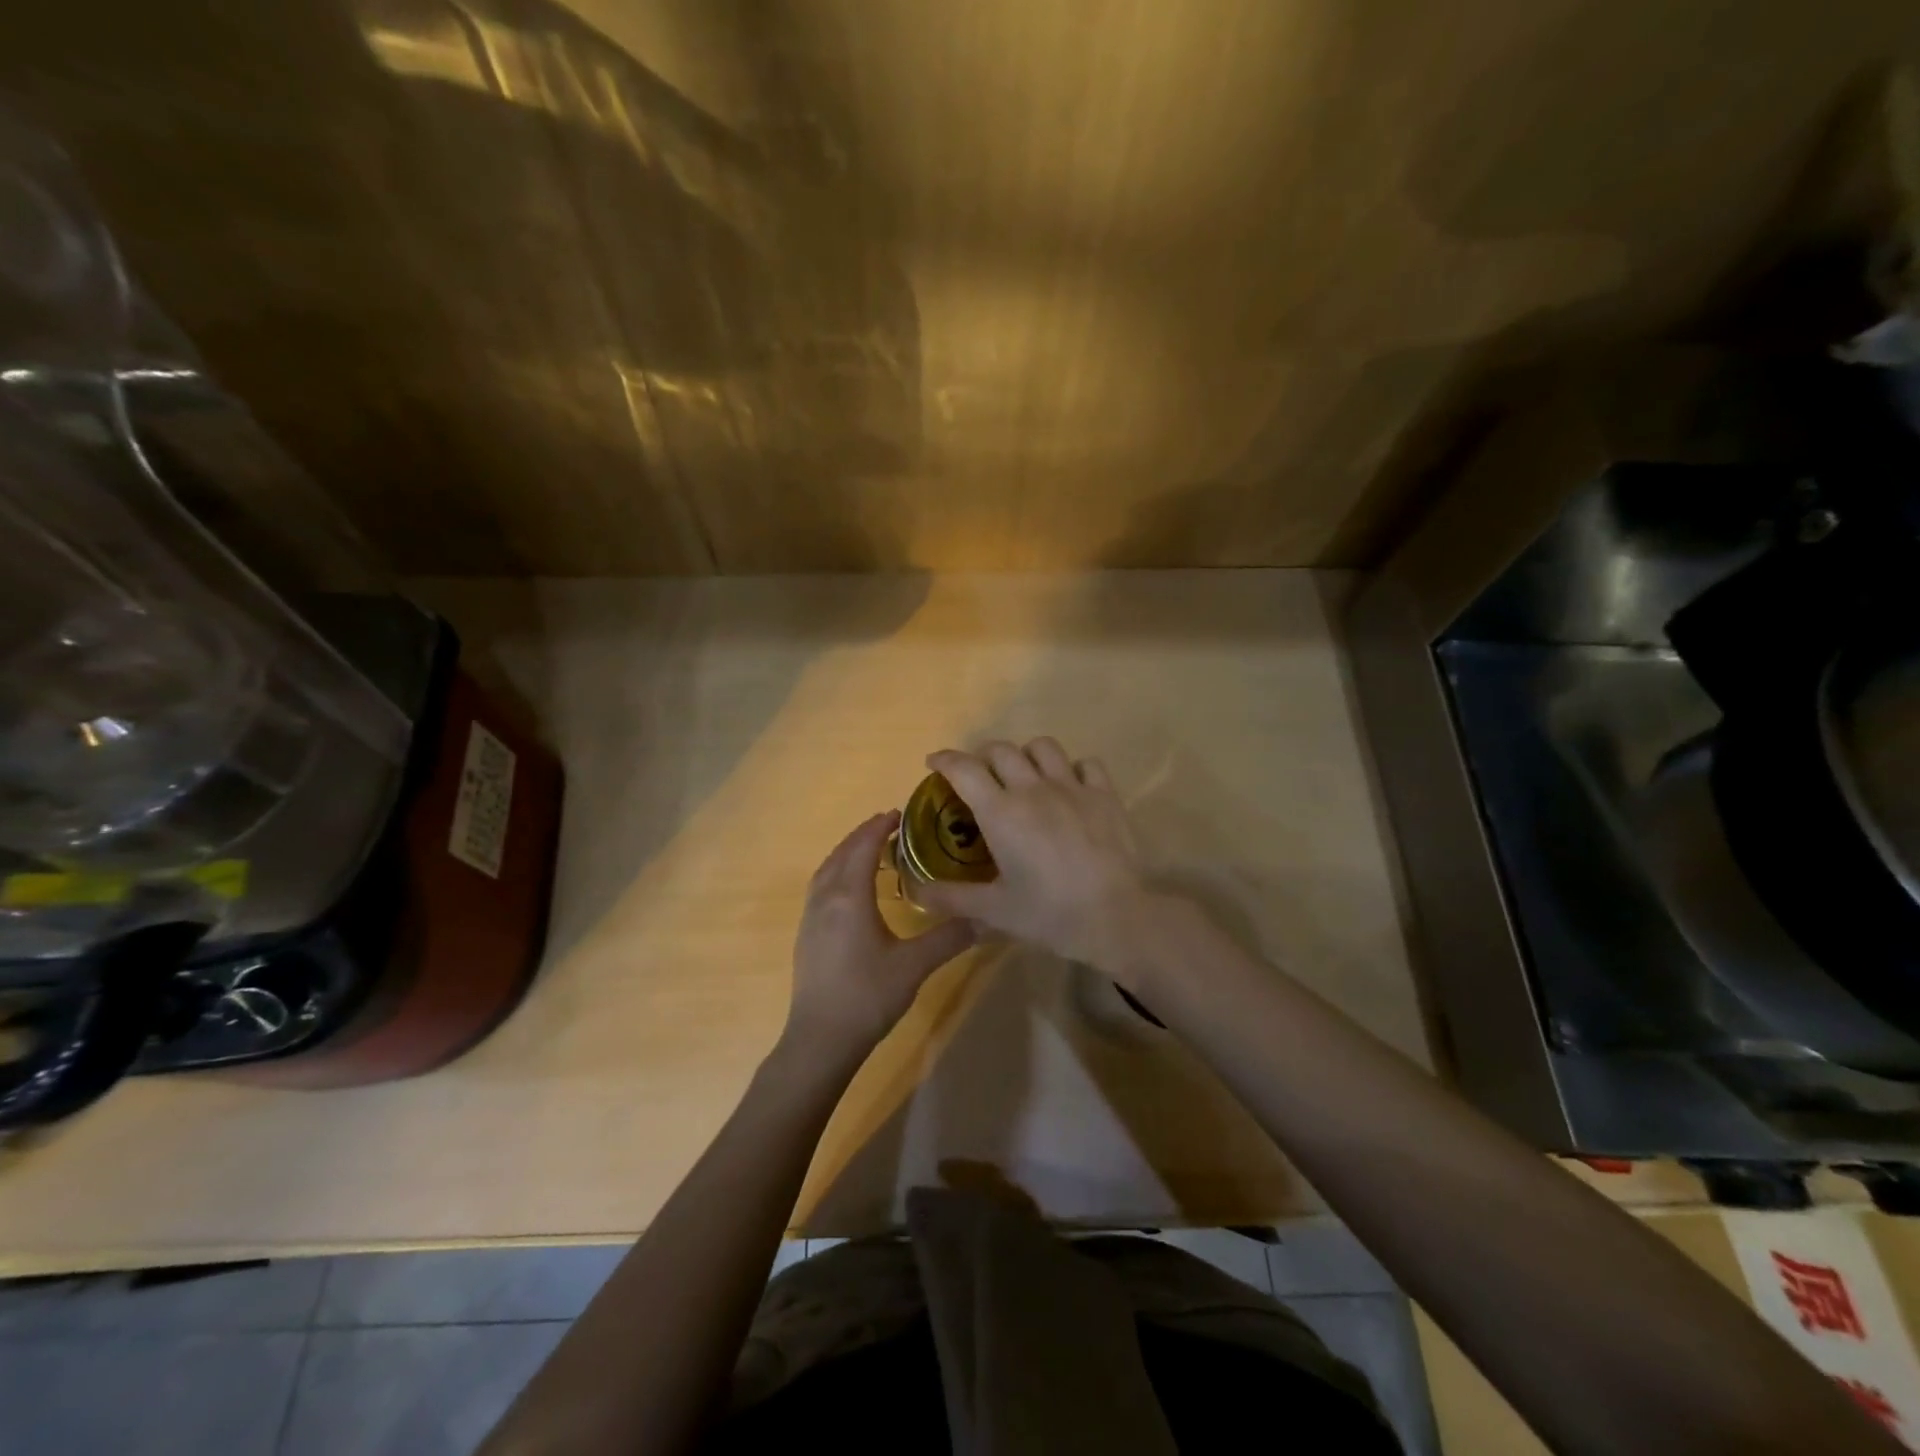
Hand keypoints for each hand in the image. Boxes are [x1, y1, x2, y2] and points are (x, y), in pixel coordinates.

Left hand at [784, 811, 974, 1064]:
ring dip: (847, 852)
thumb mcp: (914, 966)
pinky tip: (851, 889)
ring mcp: (810, 917)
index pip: (863, 848)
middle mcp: (825, 899)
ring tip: (871, 851)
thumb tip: (986, 918)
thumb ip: (949, 937)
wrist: (820, 1039)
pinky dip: (837, 872)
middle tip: (889, 826)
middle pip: (842, 853)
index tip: (900, 813)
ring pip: (827, 870)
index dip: (879, 827)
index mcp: (850, 897)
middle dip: (863, 835)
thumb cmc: (868, 996)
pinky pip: (820, 887)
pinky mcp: (806, 935)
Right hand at [914, 739, 1151, 970]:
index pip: (964, 769)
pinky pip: (1086, 764)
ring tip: (1024, 774)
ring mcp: (1072, 787)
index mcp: (1001, 812)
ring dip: (1026, 754)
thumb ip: (951, 898)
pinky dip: (1072, 768)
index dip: (944, 760)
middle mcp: (1033, 789)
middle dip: (982, 756)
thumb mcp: (994, 911)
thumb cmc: (1049, 914)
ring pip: (1043, 747)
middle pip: (1001, 750)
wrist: (1115, 917)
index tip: (934, 762)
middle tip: (979, 776)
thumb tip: (915, 893)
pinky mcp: (1105, 795)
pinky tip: (1070, 786)